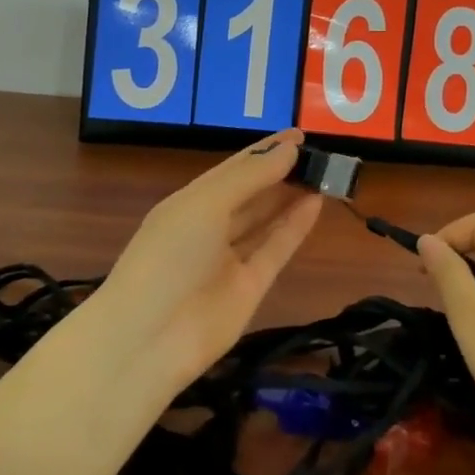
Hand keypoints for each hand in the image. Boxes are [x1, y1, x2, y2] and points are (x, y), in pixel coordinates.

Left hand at [99, 129, 322, 386]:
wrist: (148, 340)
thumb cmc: (169, 256)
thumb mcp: (204, 204)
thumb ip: (250, 176)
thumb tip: (289, 148)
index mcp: (189, 203)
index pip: (233, 169)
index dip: (265, 151)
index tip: (299, 134)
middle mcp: (209, 228)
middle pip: (251, 194)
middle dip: (282, 173)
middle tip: (321, 154)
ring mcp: (229, 260)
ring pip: (266, 221)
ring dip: (292, 197)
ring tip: (326, 173)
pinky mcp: (250, 288)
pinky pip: (275, 250)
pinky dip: (295, 227)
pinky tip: (317, 203)